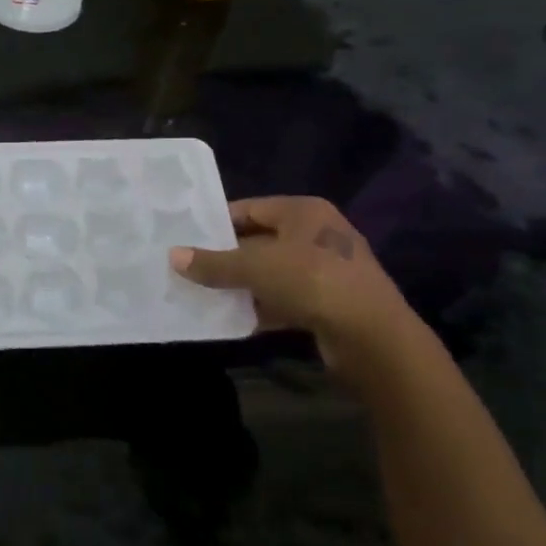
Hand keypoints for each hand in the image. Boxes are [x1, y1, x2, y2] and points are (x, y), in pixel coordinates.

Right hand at [171, 196, 411, 360]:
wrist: (373, 337)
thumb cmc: (311, 282)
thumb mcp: (254, 268)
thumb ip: (213, 263)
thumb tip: (173, 256)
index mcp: (303, 211)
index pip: (249, 208)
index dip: (217, 224)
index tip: (187, 239)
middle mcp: (317, 234)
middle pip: (259, 241)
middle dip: (226, 257)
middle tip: (190, 268)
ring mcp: (327, 269)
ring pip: (271, 272)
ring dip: (242, 285)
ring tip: (204, 294)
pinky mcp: (330, 302)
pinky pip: (285, 298)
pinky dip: (262, 306)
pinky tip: (235, 319)